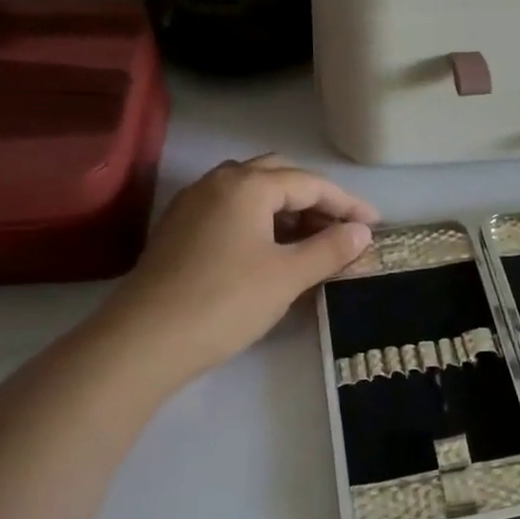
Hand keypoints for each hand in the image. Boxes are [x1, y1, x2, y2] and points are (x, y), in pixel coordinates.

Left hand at [106, 155, 377, 376]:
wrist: (144, 341)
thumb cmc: (225, 302)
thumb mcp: (288, 276)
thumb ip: (330, 249)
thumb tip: (361, 232)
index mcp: (247, 185)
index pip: (310, 183)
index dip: (347, 203)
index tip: (375, 224)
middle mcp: (218, 182)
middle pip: (279, 177)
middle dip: (315, 199)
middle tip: (342, 228)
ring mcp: (193, 204)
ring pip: (252, 193)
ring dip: (286, 209)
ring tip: (312, 240)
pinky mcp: (179, 230)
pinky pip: (231, 211)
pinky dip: (260, 221)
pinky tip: (271, 250)